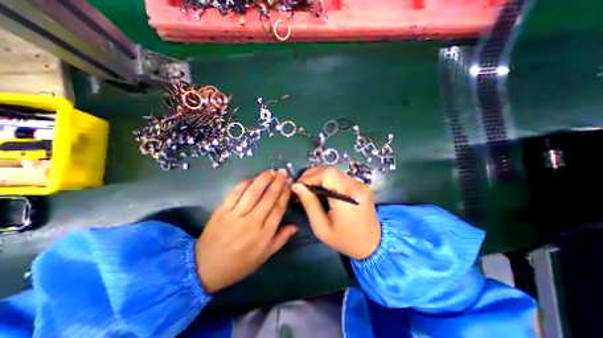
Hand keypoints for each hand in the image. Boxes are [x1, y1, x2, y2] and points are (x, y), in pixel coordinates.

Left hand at [195, 169, 295, 293]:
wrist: (205, 268)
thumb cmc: (239, 264)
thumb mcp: (264, 256)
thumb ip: (281, 239)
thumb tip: (295, 226)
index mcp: (264, 235)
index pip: (278, 209)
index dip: (285, 194)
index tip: (290, 183)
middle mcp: (252, 223)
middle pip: (268, 198)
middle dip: (278, 182)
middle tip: (283, 172)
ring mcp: (235, 216)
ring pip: (253, 193)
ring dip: (263, 180)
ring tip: (271, 171)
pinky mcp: (222, 212)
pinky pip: (235, 194)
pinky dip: (245, 184)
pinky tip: (252, 178)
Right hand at [293, 168, 380, 260]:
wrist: (373, 245)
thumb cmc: (345, 240)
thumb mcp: (321, 227)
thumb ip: (309, 204)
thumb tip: (297, 186)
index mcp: (348, 198)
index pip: (327, 175)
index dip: (310, 176)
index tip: (298, 185)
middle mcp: (356, 187)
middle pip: (330, 171)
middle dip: (312, 175)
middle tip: (301, 185)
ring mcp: (360, 185)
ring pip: (335, 172)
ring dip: (319, 177)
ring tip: (309, 187)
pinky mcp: (361, 186)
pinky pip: (340, 177)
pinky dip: (328, 180)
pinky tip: (322, 189)